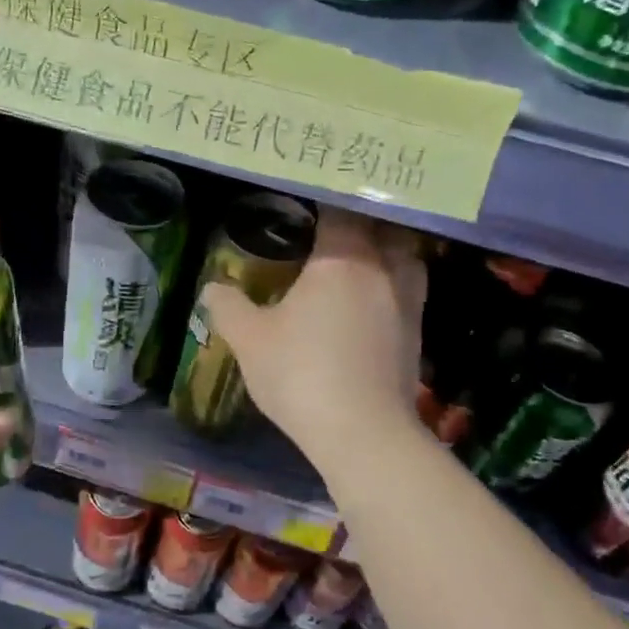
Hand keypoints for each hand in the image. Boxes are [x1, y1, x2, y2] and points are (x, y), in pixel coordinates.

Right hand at [201, 207, 426, 464]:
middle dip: (362, 219)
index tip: (309, 194)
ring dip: (387, 248)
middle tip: (335, 221)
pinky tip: (371, 298)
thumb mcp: (250, 340)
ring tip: (360, 253)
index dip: (326, 198)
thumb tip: (211, 287)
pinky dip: (393, 282)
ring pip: (406, 256)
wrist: (362, 433)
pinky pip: (408, 289)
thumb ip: (228, 308)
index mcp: (342, 260)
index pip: (340, 211)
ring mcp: (407, 301)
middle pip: (383, 227)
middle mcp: (383, 270)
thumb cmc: (301, 374)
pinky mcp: (417, 332)